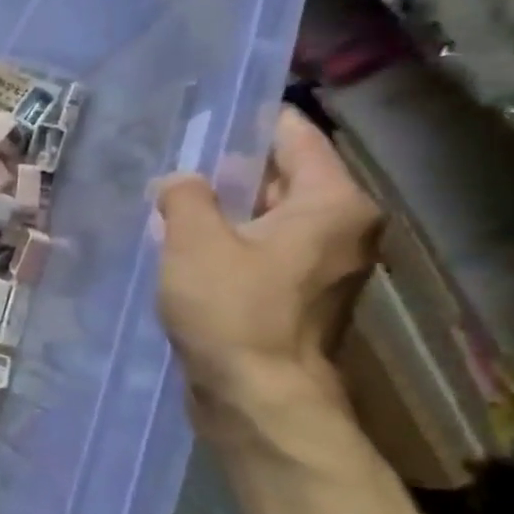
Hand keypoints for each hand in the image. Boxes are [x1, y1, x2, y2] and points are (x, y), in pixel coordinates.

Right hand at [154, 105, 380, 415]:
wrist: (259, 399)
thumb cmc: (234, 312)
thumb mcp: (194, 241)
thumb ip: (185, 196)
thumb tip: (179, 181)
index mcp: (333, 203)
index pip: (295, 136)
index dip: (249, 122)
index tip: (205, 114)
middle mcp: (343, 228)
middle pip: (282, 176)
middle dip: (229, 169)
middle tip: (174, 159)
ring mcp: (324, 265)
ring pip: (269, 216)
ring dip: (224, 209)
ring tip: (171, 200)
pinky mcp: (299, 296)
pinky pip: (264, 249)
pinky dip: (230, 241)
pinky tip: (185, 244)